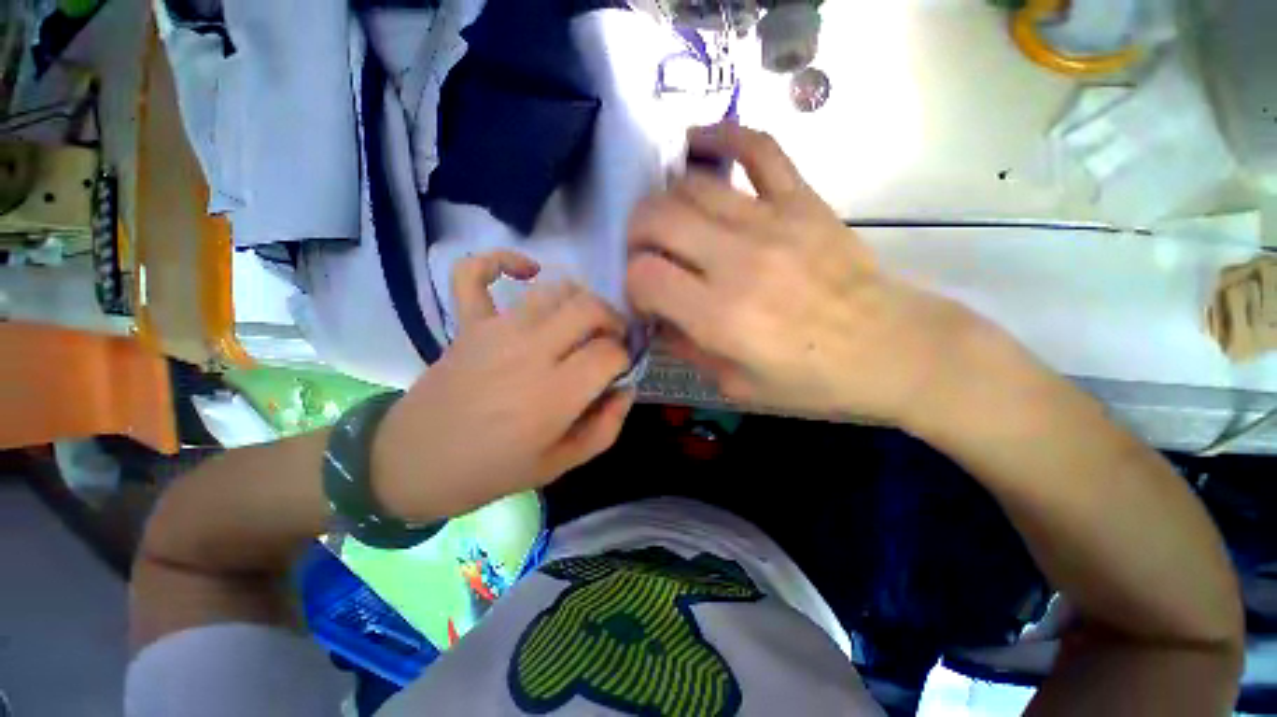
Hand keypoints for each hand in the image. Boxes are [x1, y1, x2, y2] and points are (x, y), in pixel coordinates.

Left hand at [372, 251, 634, 521]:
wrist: (413, 464)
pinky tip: (526, 271)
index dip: (624, 358)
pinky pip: (475, 273)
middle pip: (590, 308)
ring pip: (554, 289)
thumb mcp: (561, 464)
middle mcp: (530, 351)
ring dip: (580, 300)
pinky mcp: (467, 322)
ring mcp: (496, 330)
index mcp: (555, 393)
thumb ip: (605, 427)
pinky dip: (502, 261)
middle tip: (611, 340)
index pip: (610, 353)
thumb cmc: (492, 470)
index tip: (619, 370)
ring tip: (581, 322)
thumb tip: (626, 388)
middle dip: (613, 320)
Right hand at [627, 123, 997, 425]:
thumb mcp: (737, 385)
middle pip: (657, 219)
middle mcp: (739, 262)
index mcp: (721, 317)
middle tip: (647, 254)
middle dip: (637, 235)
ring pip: (691, 186)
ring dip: (664, 202)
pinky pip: (757, 149)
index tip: (647, 296)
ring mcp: (773, 222)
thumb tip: (657, 318)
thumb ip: (687, 349)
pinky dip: (721, 137)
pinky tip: (698, 145)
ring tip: (669, 221)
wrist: (891, 349)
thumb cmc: (812, 380)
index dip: (633, 285)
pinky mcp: (803, 201)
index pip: (645, 276)